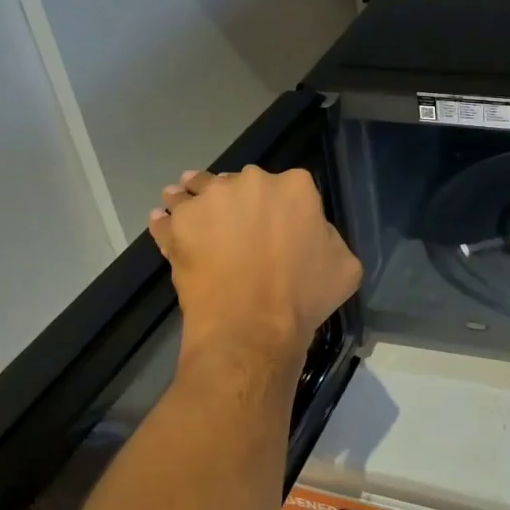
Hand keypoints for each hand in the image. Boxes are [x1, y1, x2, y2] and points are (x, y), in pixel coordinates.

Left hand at [149, 167, 361, 359]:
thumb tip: (312, 232)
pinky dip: (165, 222)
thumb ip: (328, 236)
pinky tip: (165, 225)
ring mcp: (209, 199)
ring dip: (194, 199)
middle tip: (237, 230)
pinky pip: (166, 218)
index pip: (289, 187)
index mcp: (295, 186)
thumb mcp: (345, 265)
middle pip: (240, 183)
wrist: (252, 328)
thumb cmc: (304, 297)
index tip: (277, 227)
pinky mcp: (178, 223)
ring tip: (194, 221)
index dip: (283, 208)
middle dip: (238, 202)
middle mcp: (250, 181)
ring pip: (196, 190)